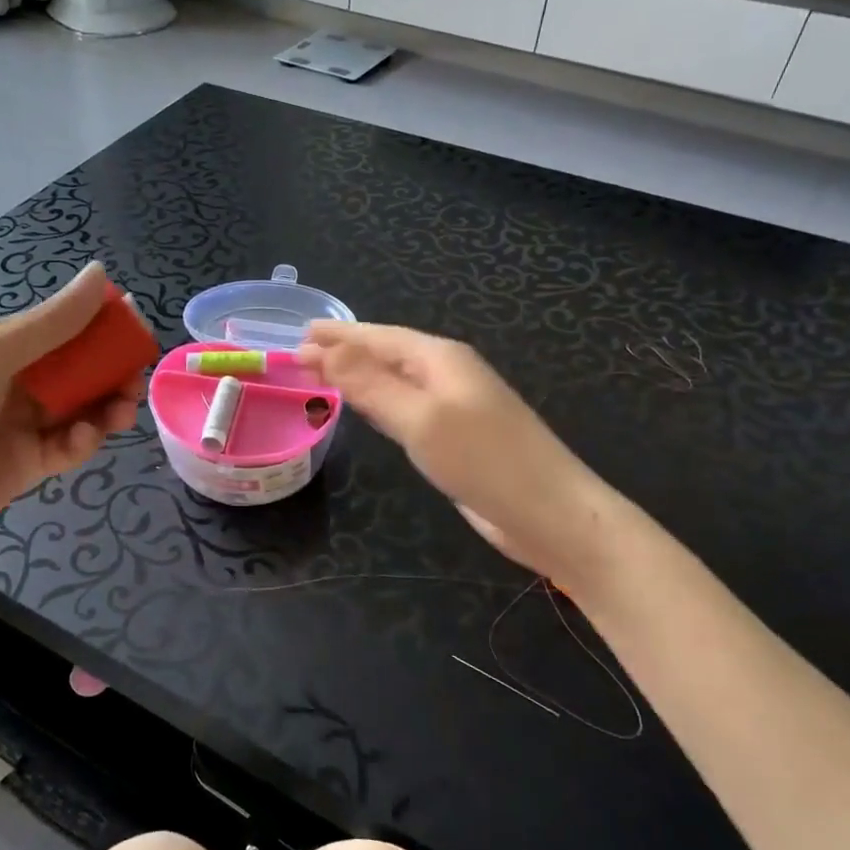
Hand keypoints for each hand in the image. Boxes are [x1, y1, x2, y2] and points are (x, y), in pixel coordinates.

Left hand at [0, 264, 144, 563]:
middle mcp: (17, 383)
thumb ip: (53, 321)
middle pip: (78, 371)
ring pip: (81, 408)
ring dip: (106, 406)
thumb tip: (101, 272)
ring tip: (122, 411)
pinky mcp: (31, 464)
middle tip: (134, 380)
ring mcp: (24, 425)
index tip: (135, 327)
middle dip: (111, 372)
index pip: (62, 328)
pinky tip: (84, 438)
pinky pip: (68, 445)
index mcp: (3, 348)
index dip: (100, 326)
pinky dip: (83, 440)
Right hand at [296, 321, 594, 573]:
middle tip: (301, 353)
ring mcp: (453, 407)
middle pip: (386, 355)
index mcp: (441, 359)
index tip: (299, 335)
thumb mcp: (420, 418)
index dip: (338, 336)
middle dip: (345, 352)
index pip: (378, 337)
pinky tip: (365, 410)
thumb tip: (326, 349)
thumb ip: (371, 384)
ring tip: (323, 375)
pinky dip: (377, 403)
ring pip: (395, 381)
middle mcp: (447, 375)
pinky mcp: (455, 438)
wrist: (550, 514)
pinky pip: (405, 409)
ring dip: (359, 377)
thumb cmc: (484, 460)